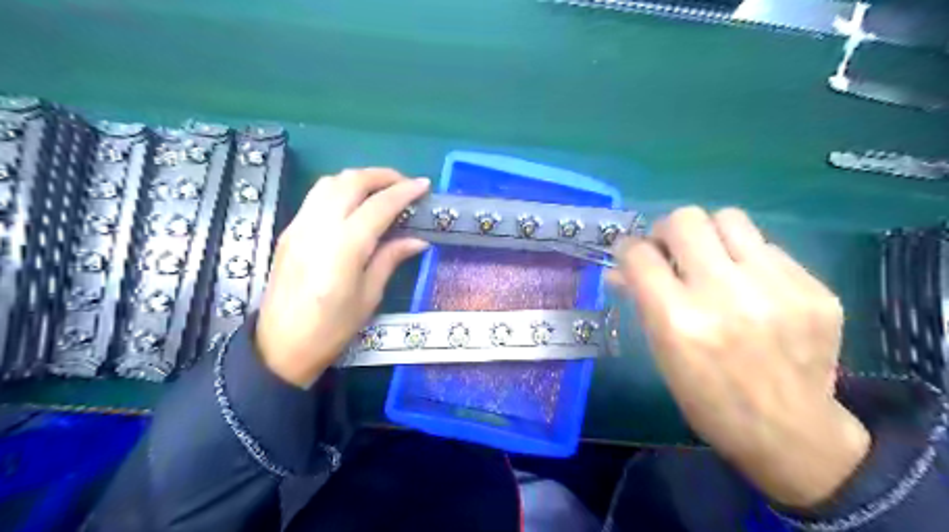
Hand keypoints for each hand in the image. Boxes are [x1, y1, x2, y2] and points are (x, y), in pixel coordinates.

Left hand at [254, 168, 428, 385]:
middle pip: (351, 182)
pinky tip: (354, 204)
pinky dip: (340, 189)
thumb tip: (418, 240)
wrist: (280, 345)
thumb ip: (391, 259)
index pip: (378, 206)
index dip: (404, 192)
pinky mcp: (289, 230)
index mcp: (344, 248)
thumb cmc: (332, 328)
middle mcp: (319, 227)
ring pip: (330, 182)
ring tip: (381, 190)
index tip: (424, 185)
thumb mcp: (369, 296)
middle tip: (405, 184)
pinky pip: (316, 196)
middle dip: (382, 176)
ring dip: (359, 178)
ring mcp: (299, 226)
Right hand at [612, 205, 869, 505]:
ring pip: (729, 218)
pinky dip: (747, 260)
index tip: (632, 254)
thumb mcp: (662, 353)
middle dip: (667, 231)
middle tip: (671, 251)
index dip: (628, 249)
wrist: (790, 433)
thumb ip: (642, 301)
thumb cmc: (708, 398)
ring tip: (711, 260)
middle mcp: (725, 294)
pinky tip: (751, 287)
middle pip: (685, 220)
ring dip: (709, 234)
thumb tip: (620, 267)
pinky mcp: (814, 289)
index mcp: (678, 320)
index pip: (639, 254)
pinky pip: (767, 248)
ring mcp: (776, 288)